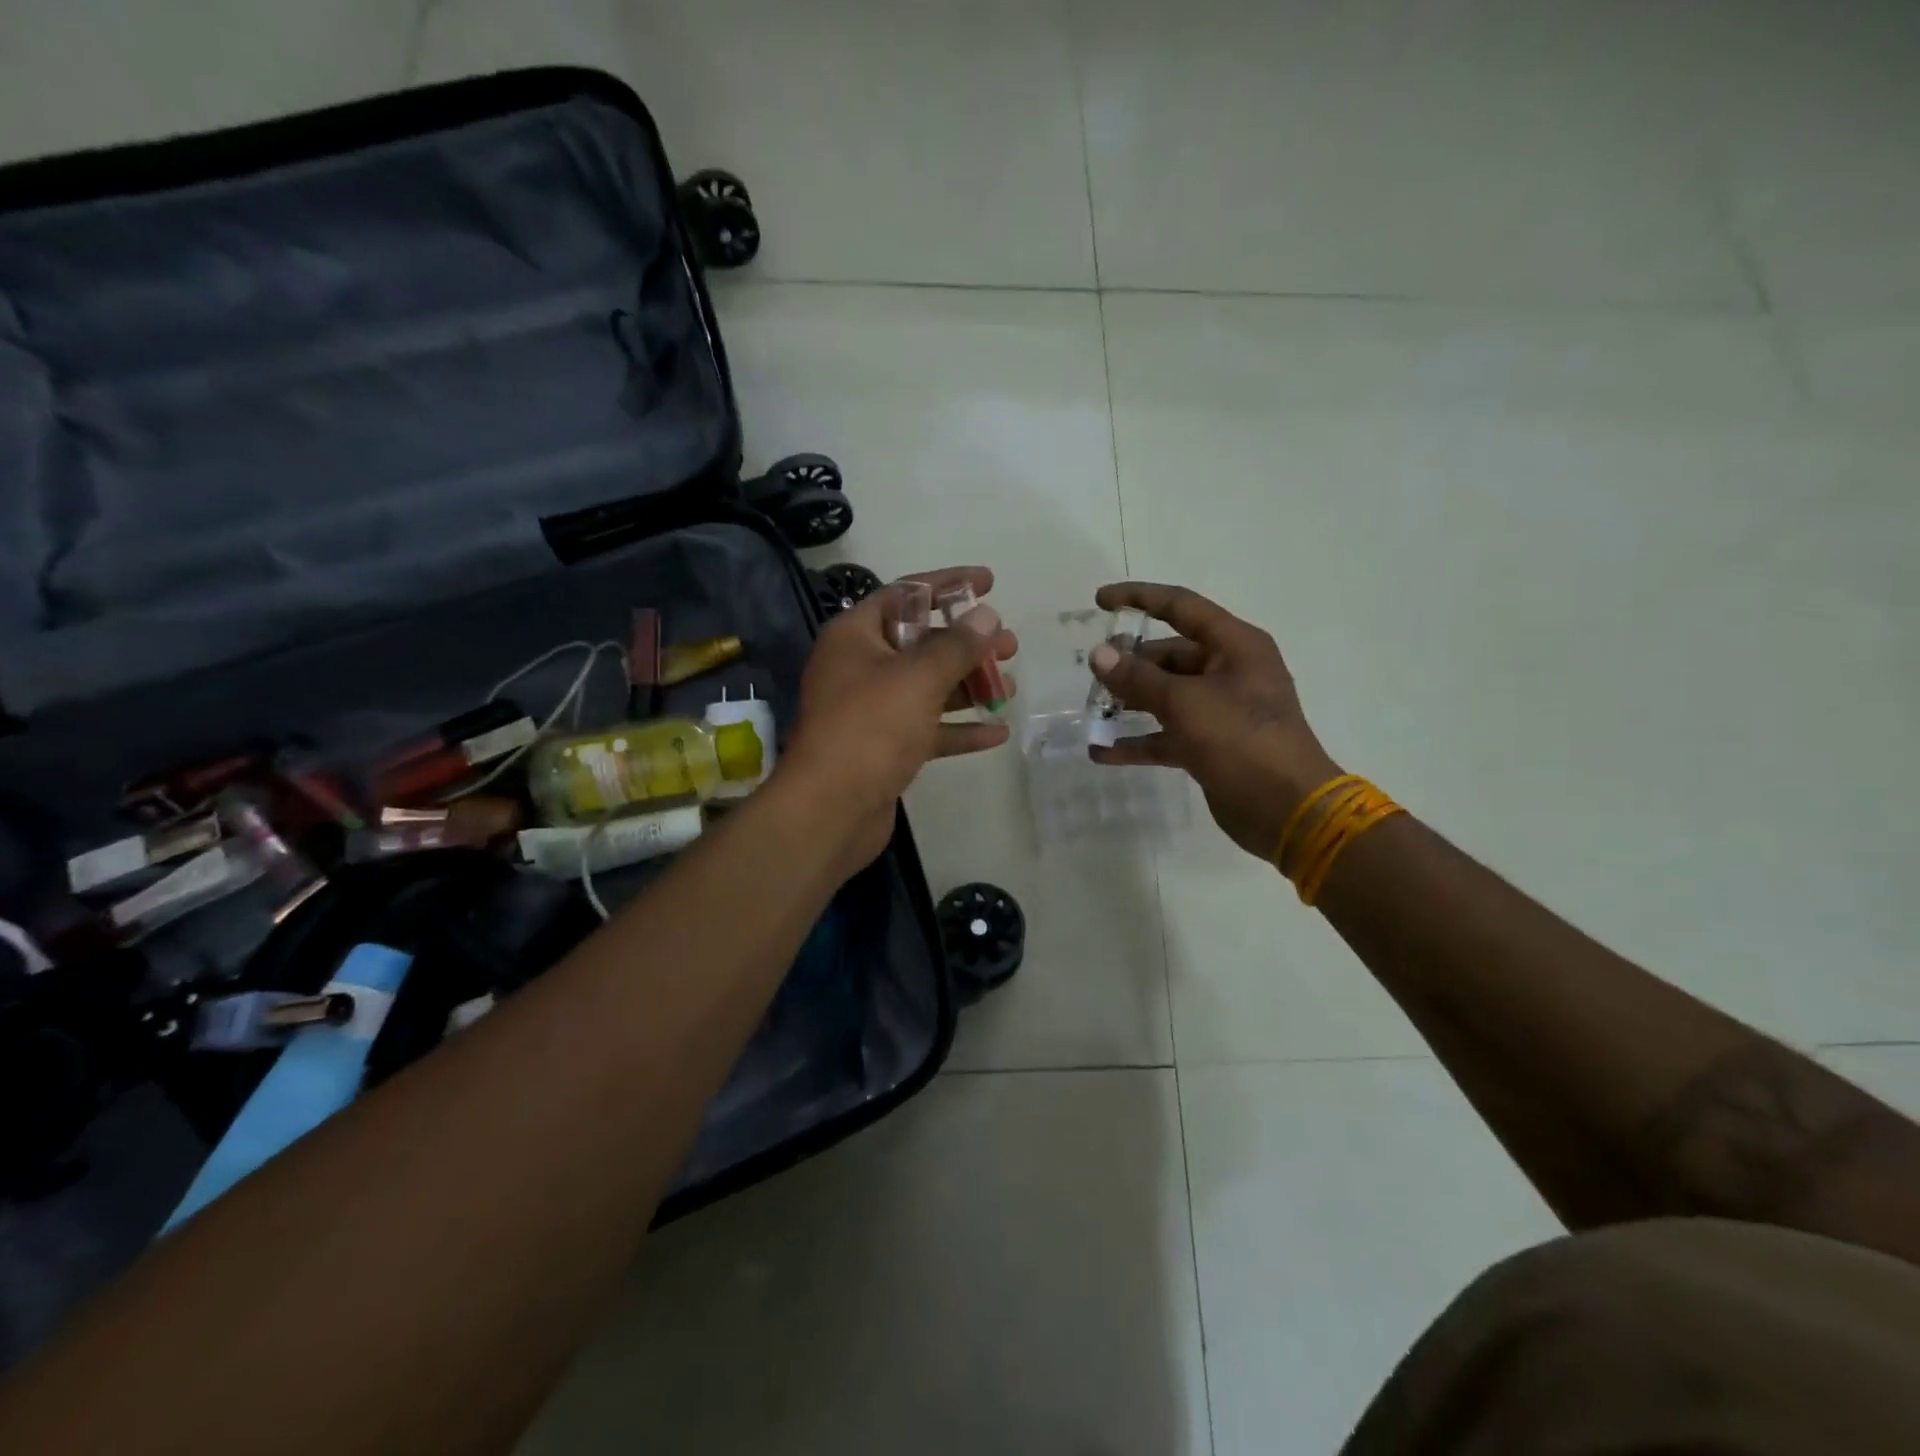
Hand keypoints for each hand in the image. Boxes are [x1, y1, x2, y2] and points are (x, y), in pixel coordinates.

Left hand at [783, 566, 1017, 872]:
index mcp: (856, 636)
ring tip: (1010, 687)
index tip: (989, 582)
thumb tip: (986, 615)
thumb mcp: (918, 678)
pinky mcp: (883, 749)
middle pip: (921, 643)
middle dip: (967, 644)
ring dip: (968, 686)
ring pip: (927, 688)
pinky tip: (997, 734)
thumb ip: (957, 644)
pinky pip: (927, 730)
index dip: (948, 584)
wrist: (830, 810)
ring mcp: (871, 711)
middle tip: (1010, 645)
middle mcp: (860, 668)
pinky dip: (958, 729)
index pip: (905, 594)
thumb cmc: (870, 728)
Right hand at [1088, 582, 1340, 860]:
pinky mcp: (1210, 746)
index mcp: (1235, 646)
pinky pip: (1167, 734)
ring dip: (1129, 702)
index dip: (1139, 598)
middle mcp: (1229, 671)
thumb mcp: (1186, 703)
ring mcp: (1220, 711)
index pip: (1180, 607)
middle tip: (1092, 674)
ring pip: (1165, 695)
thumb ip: (1138, 678)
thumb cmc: (1242, 742)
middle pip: (1169, 655)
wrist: (1287, 811)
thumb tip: (1098, 654)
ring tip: (1091, 710)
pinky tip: (1102, 752)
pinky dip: (1138, 740)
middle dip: (1129, 663)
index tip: (1099, 602)